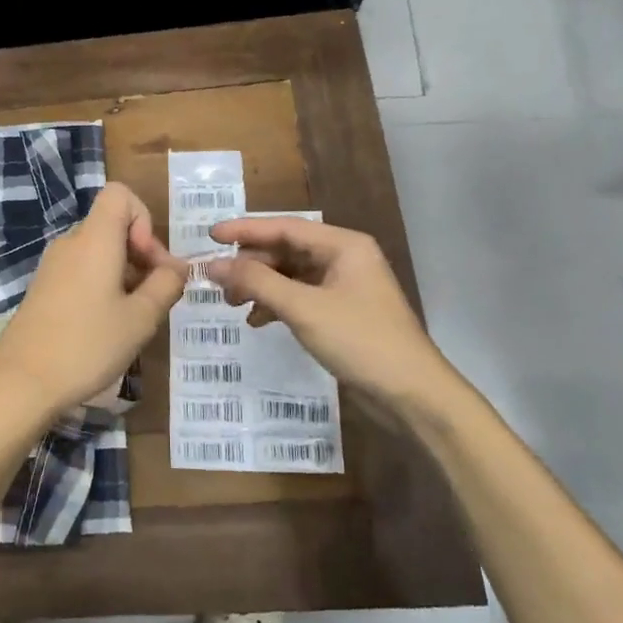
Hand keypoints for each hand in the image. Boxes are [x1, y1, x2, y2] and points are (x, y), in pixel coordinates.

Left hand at [0, 182, 186, 431]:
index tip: (148, 261)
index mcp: (94, 239)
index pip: (120, 194)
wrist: (22, 382)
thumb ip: (166, 285)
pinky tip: (107, 325)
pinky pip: (81, 270)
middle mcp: (70, 243)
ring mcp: (52, 266)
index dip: (143, 219)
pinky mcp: (43, 288)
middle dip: (141, 253)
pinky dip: (101, 285)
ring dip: (124, 273)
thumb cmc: (87, 345)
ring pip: (98, 251)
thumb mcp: (140, 318)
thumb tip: (177, 267)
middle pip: (112, 225)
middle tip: (154, 296)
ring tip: (133, 316)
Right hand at [202, 216, 461, 415]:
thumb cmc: (360, 341)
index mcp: (344, 245)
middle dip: (251, 264)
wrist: (412, 395)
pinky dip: (277, 305)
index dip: (245, 230)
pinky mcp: (342, 313)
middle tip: (218, 282)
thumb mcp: (303, 308)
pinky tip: (257, 321)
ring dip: (260, 286)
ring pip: (291, 275)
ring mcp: (345, 286)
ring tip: (232, 304)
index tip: (210, 236)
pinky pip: (300, 297)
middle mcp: (345, 258)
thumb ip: (256, 282)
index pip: (285, 227)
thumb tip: (212, 265)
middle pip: (286, 250)